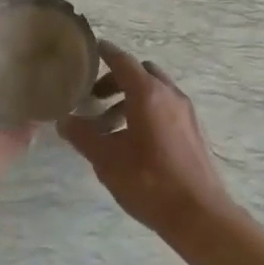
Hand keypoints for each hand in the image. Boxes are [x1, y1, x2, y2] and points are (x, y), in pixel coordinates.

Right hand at [58, 43, 232, 238]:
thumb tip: (64, 121)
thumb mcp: (107, 160)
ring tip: (110, 125)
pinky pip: (166, 107)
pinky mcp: (193, 130)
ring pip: (155, 91)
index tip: (91, 48)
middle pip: (140, 73)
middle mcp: (169, 94)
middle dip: (116, 79)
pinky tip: (134, 140)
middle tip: (95, 97)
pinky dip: (147, 110)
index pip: (122, 60)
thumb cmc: (150, 182)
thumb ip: (83, 136)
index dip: (105, 53)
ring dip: (131, 98)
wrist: (199, 215)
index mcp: (148, 93)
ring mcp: (185, 112)